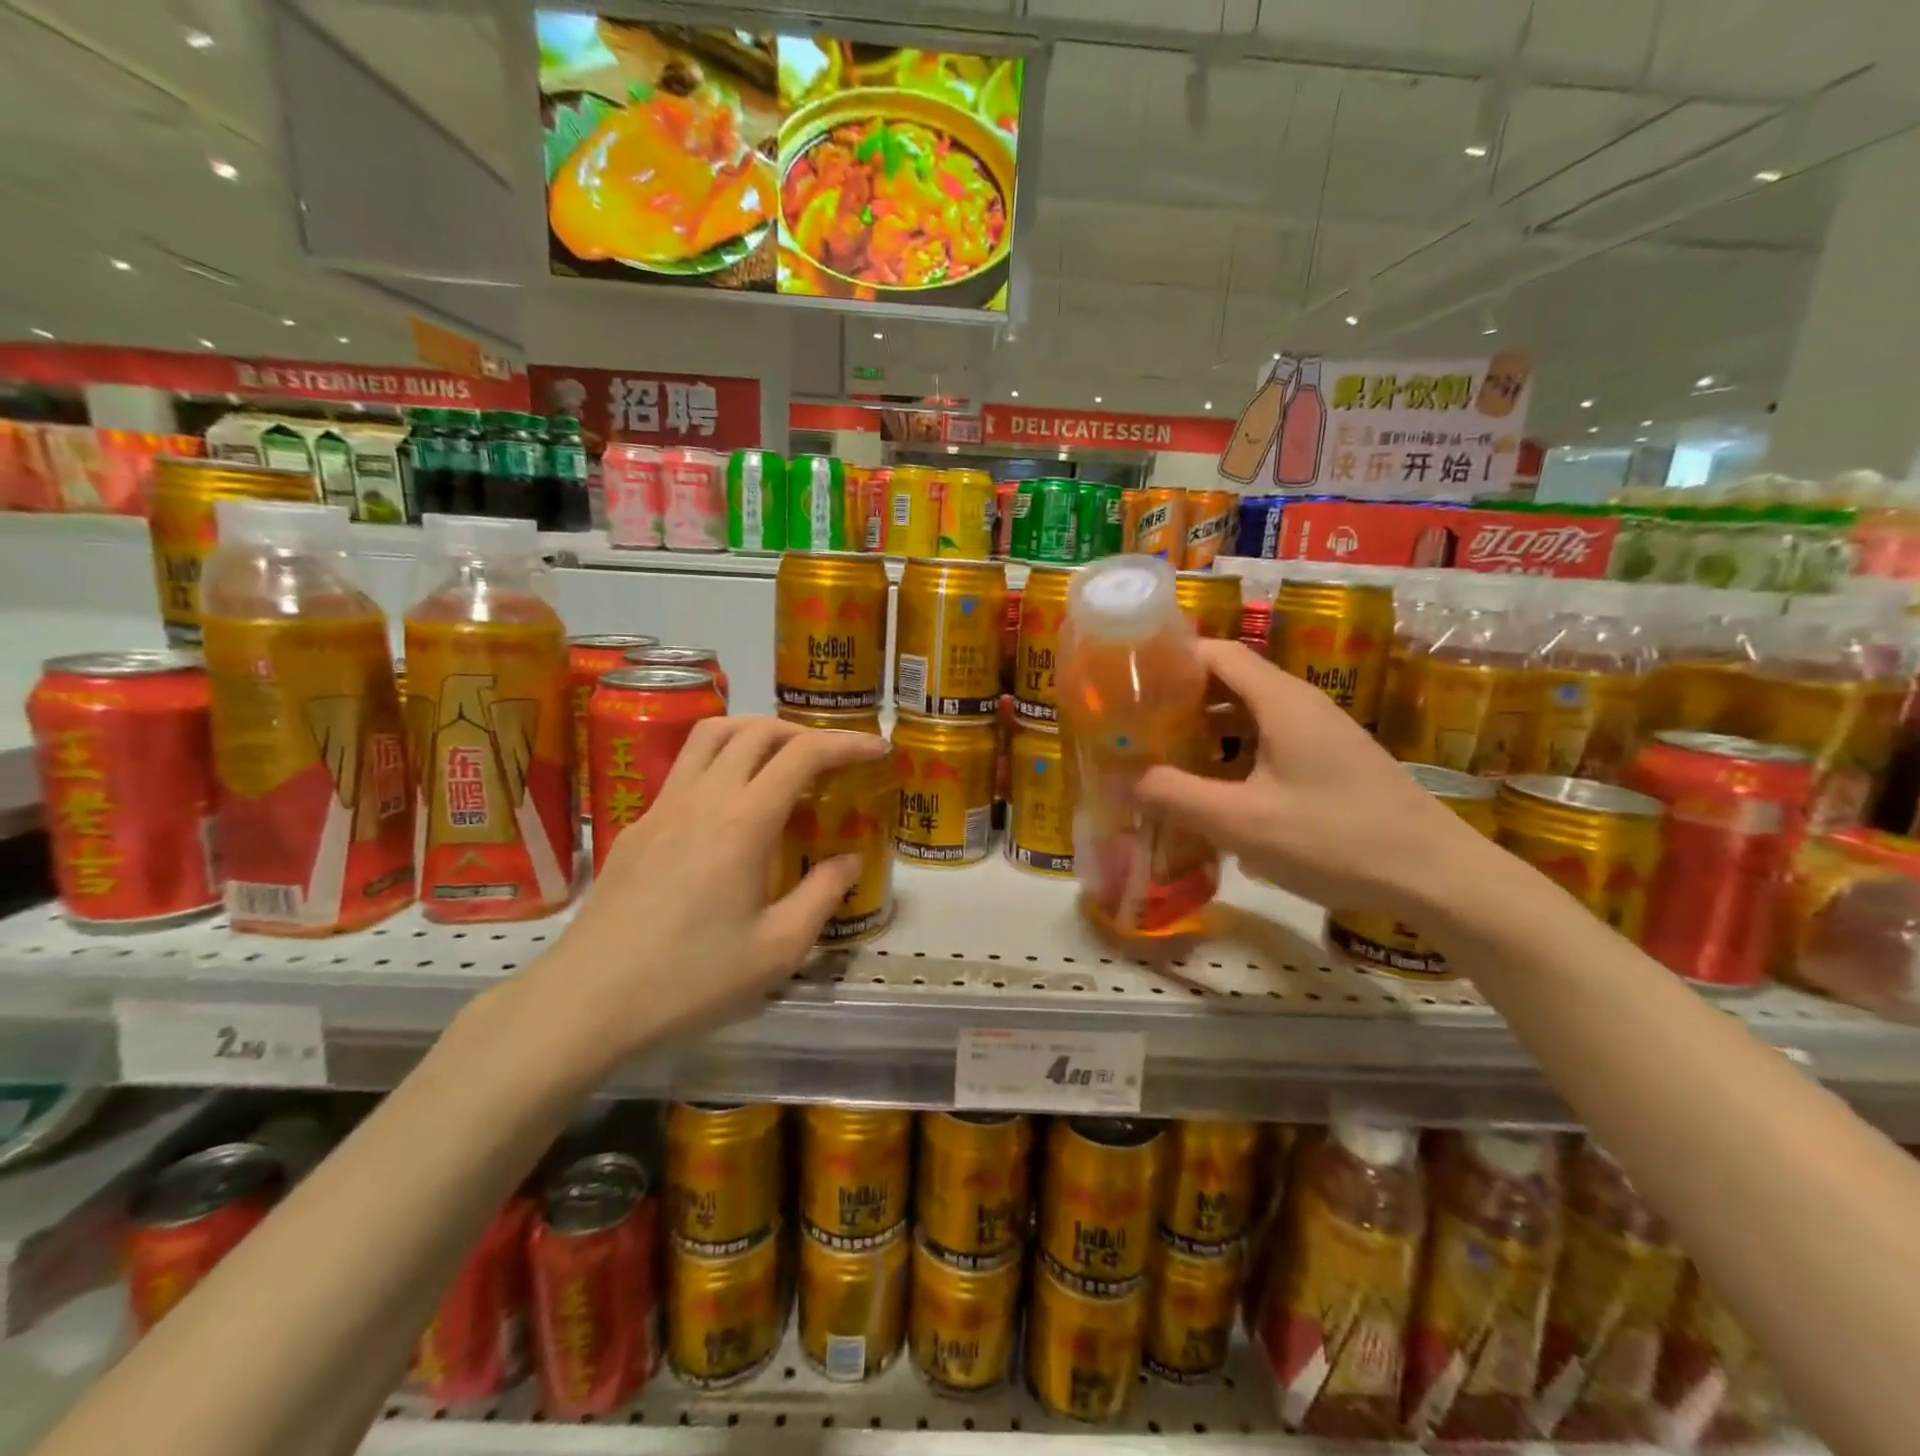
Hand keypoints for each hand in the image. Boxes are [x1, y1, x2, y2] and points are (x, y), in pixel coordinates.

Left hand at [534, 718, 889, 1065]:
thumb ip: (822, 896)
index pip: (803, 754)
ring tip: (780, 761)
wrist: (588, 1001)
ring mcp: (662, 806)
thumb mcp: (777, 950)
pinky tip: (729, 807)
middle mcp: (703, 797)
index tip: (875, 748)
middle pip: (756, 730)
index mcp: (743, 821)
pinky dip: (720, 761)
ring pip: (711, 736)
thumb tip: (850, 860)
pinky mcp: (636, 826)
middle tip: (830, 759)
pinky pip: (685, 767)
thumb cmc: (691, 979)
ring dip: (755, 733)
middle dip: (803, 732)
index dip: (846, 743)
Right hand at [1135, 639, 1495, 916]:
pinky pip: (1269, 742)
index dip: (1171, 658)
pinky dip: (1233, 752)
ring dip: (1205, 728)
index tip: (1129, 678)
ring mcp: (1321, 735)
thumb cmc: (1334, 839)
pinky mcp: (1331, 764)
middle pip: (1231, 681)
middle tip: (1135, 721)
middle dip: (1180, 697)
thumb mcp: (1242, 822)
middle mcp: (1301, 706)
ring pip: (1250, 715)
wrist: (1437, 877)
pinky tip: (1213, 788)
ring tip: (1162, 753)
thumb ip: (1176, 796)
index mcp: (1281, 701)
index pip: (1217, 653)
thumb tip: (1123, 779)